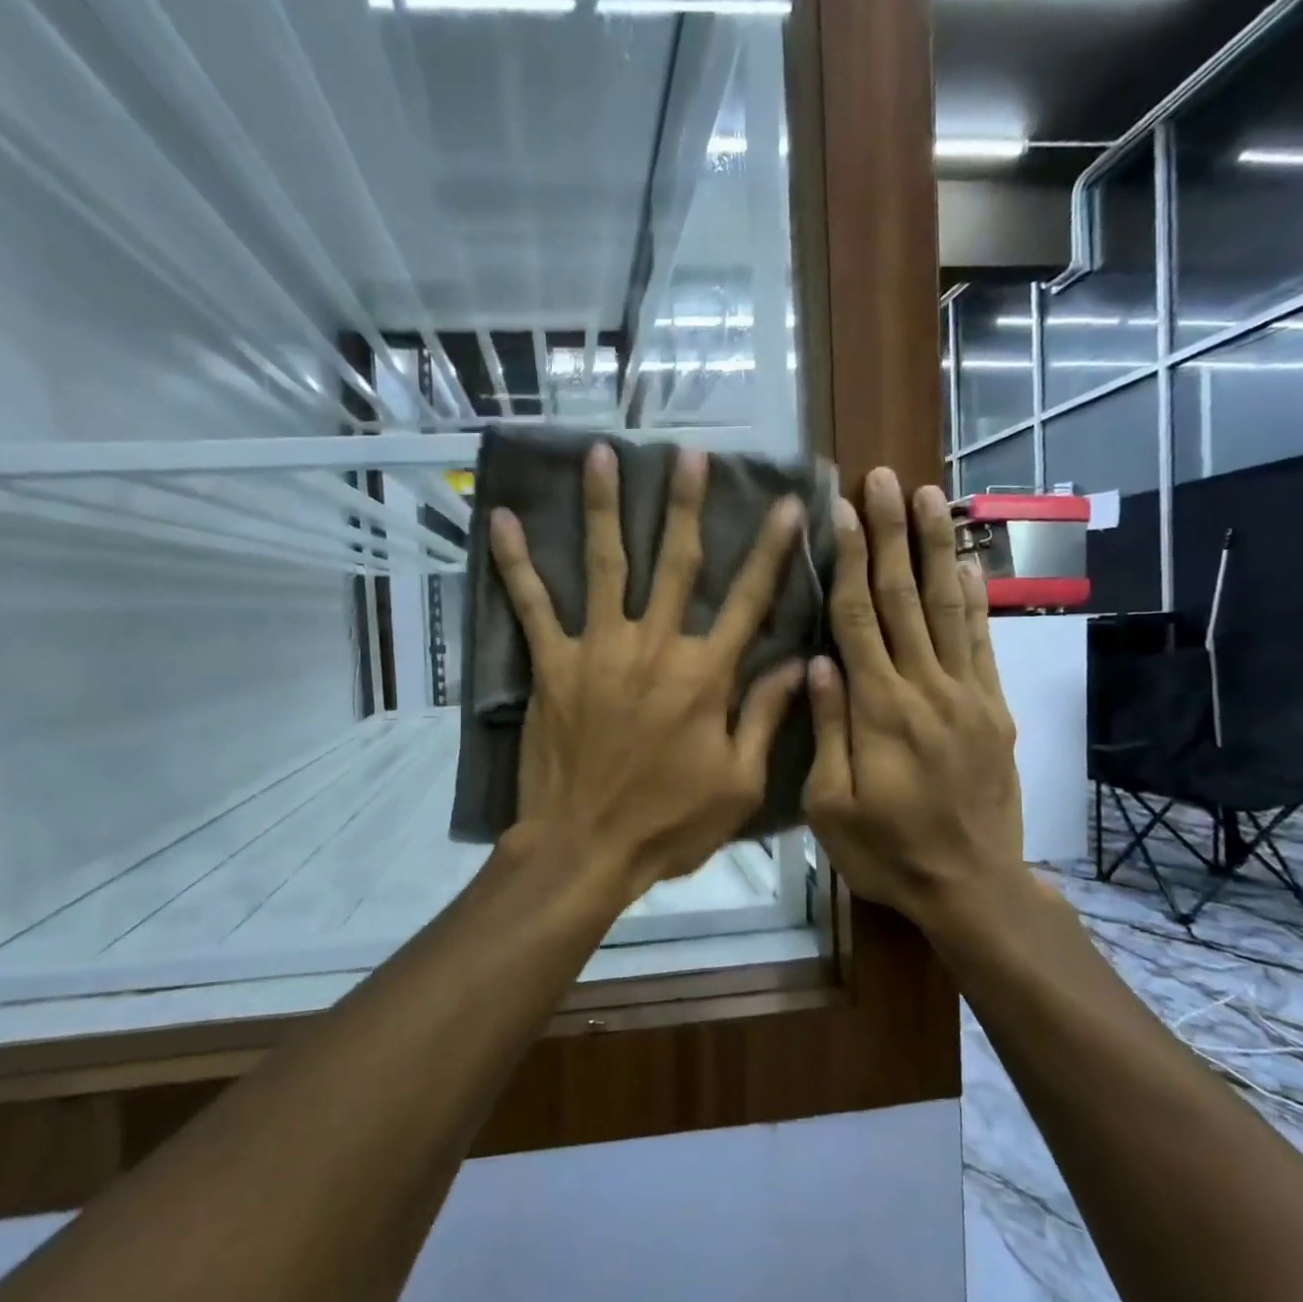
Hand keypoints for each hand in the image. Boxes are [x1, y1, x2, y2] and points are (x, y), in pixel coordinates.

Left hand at [490, 443, 806, 894]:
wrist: (585, 847)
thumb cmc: (668, 823)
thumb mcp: (738, 783)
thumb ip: (767, 716)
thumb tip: (799, 662)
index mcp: (706, 674)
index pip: (749, 599)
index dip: (770, 549)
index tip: (785, 502)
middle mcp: (655, 646)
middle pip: (675, 563)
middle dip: (686, 505)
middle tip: (690, 454)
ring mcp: (598, 650)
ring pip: (605, 565)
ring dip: (604, 507)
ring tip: (603, 455)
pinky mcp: (553, 665)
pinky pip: (532, 606)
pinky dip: (516, 563)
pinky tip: (503, 521)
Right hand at [804, 468, 1027, 923]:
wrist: (971, 886)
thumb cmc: (885, 850)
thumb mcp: (830, 804)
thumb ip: (828, 728)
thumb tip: (817, 661)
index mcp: (879, 709)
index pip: (858, 619)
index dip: (847, 561)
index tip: (841, 511)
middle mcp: (926, 688)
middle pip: (903, 598)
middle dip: (892, 533)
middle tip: (886, 479)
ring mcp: (967, 694)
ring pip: (947, 607)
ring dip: (936, 548)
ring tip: (932, 497)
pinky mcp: (993, 708)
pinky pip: (982, 642)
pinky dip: (974, 597)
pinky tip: (967, 561)